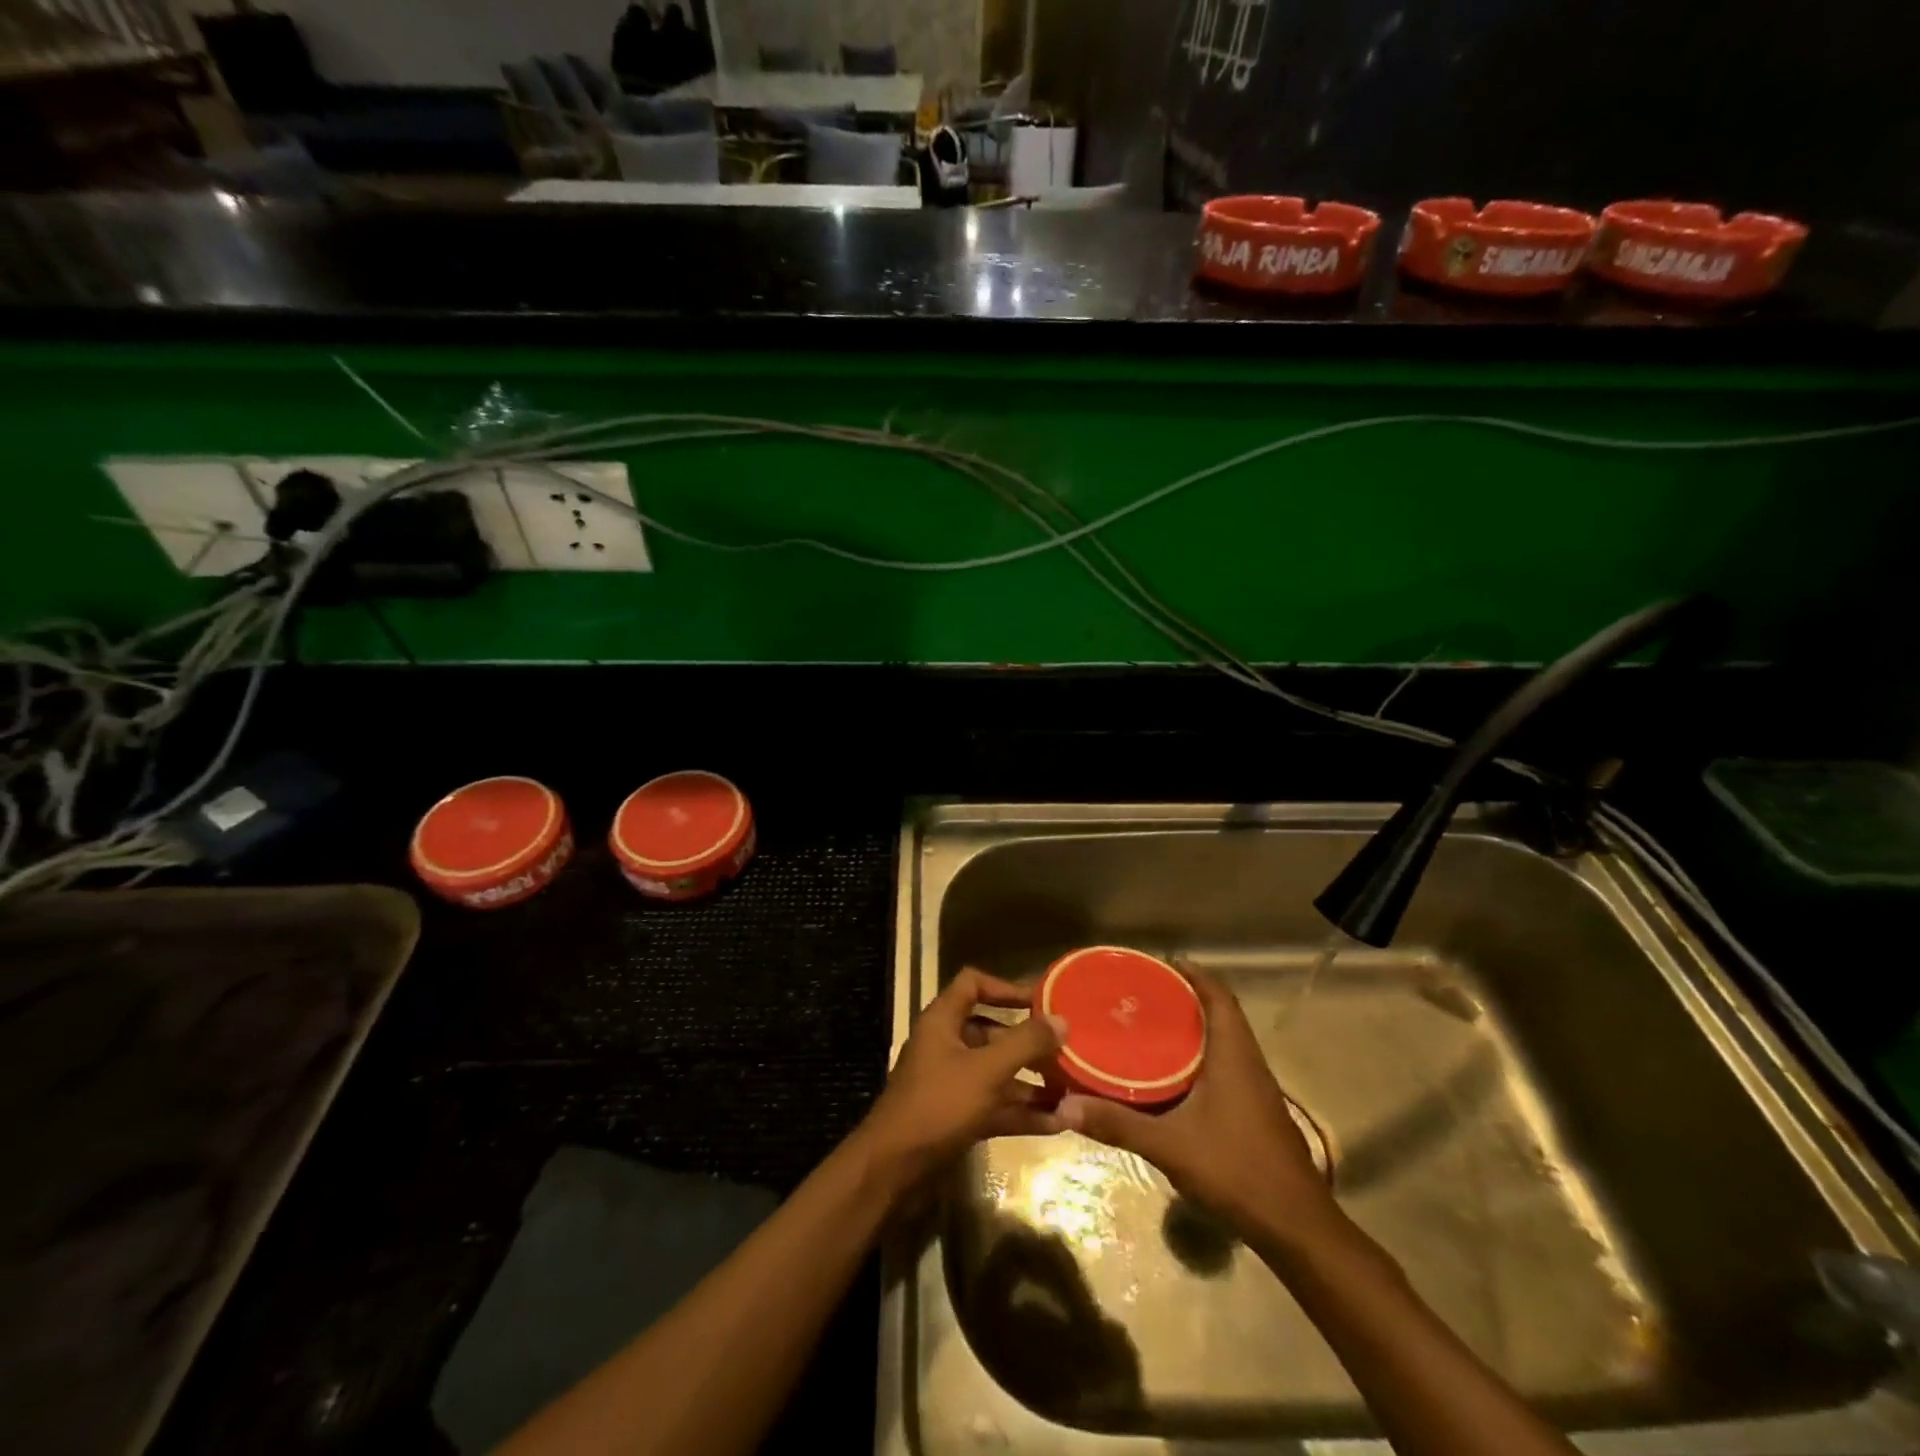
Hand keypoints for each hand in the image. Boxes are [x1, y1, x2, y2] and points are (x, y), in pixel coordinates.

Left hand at [859, 968, 1065, 1187]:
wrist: (893, 1170)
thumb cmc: (938, 1105)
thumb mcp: (986, 1070)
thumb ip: (1025, 1043)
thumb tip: (1062, 1020)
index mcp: (943, 1021)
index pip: (973, 984)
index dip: (1005, 987)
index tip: (1041, 1002)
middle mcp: (947, 1046)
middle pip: (992, 1032)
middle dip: (1029, 1043)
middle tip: (1067, 1051)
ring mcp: (952, 1084)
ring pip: (997, 1073)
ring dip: (1032, 1082)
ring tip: (1072, 1091)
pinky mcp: (958, 1118)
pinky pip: (996, 1106)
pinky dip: (1023, 1112)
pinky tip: (1059, 1123)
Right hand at [1057, 969, 1336, 1243]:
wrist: (1295, 1225)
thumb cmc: (1235, 1169)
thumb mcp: (1169, 1146)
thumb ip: (1118, 1124)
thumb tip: (1067, 1107)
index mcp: (1233, 1054)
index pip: (1219, 996)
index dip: (1194, 974)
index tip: (1162, 964)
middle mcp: (1249, 1062)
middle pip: (1221, 1014)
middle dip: (1187, 999)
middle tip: (1144, 995)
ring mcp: (1257, 1088)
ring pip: (1226, 1041)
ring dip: (1196, 1028)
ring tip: (1152, 1027)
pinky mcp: (1257, 1111)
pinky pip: (1228, 1065)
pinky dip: (1203, 1057)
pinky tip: (1174, 1076)